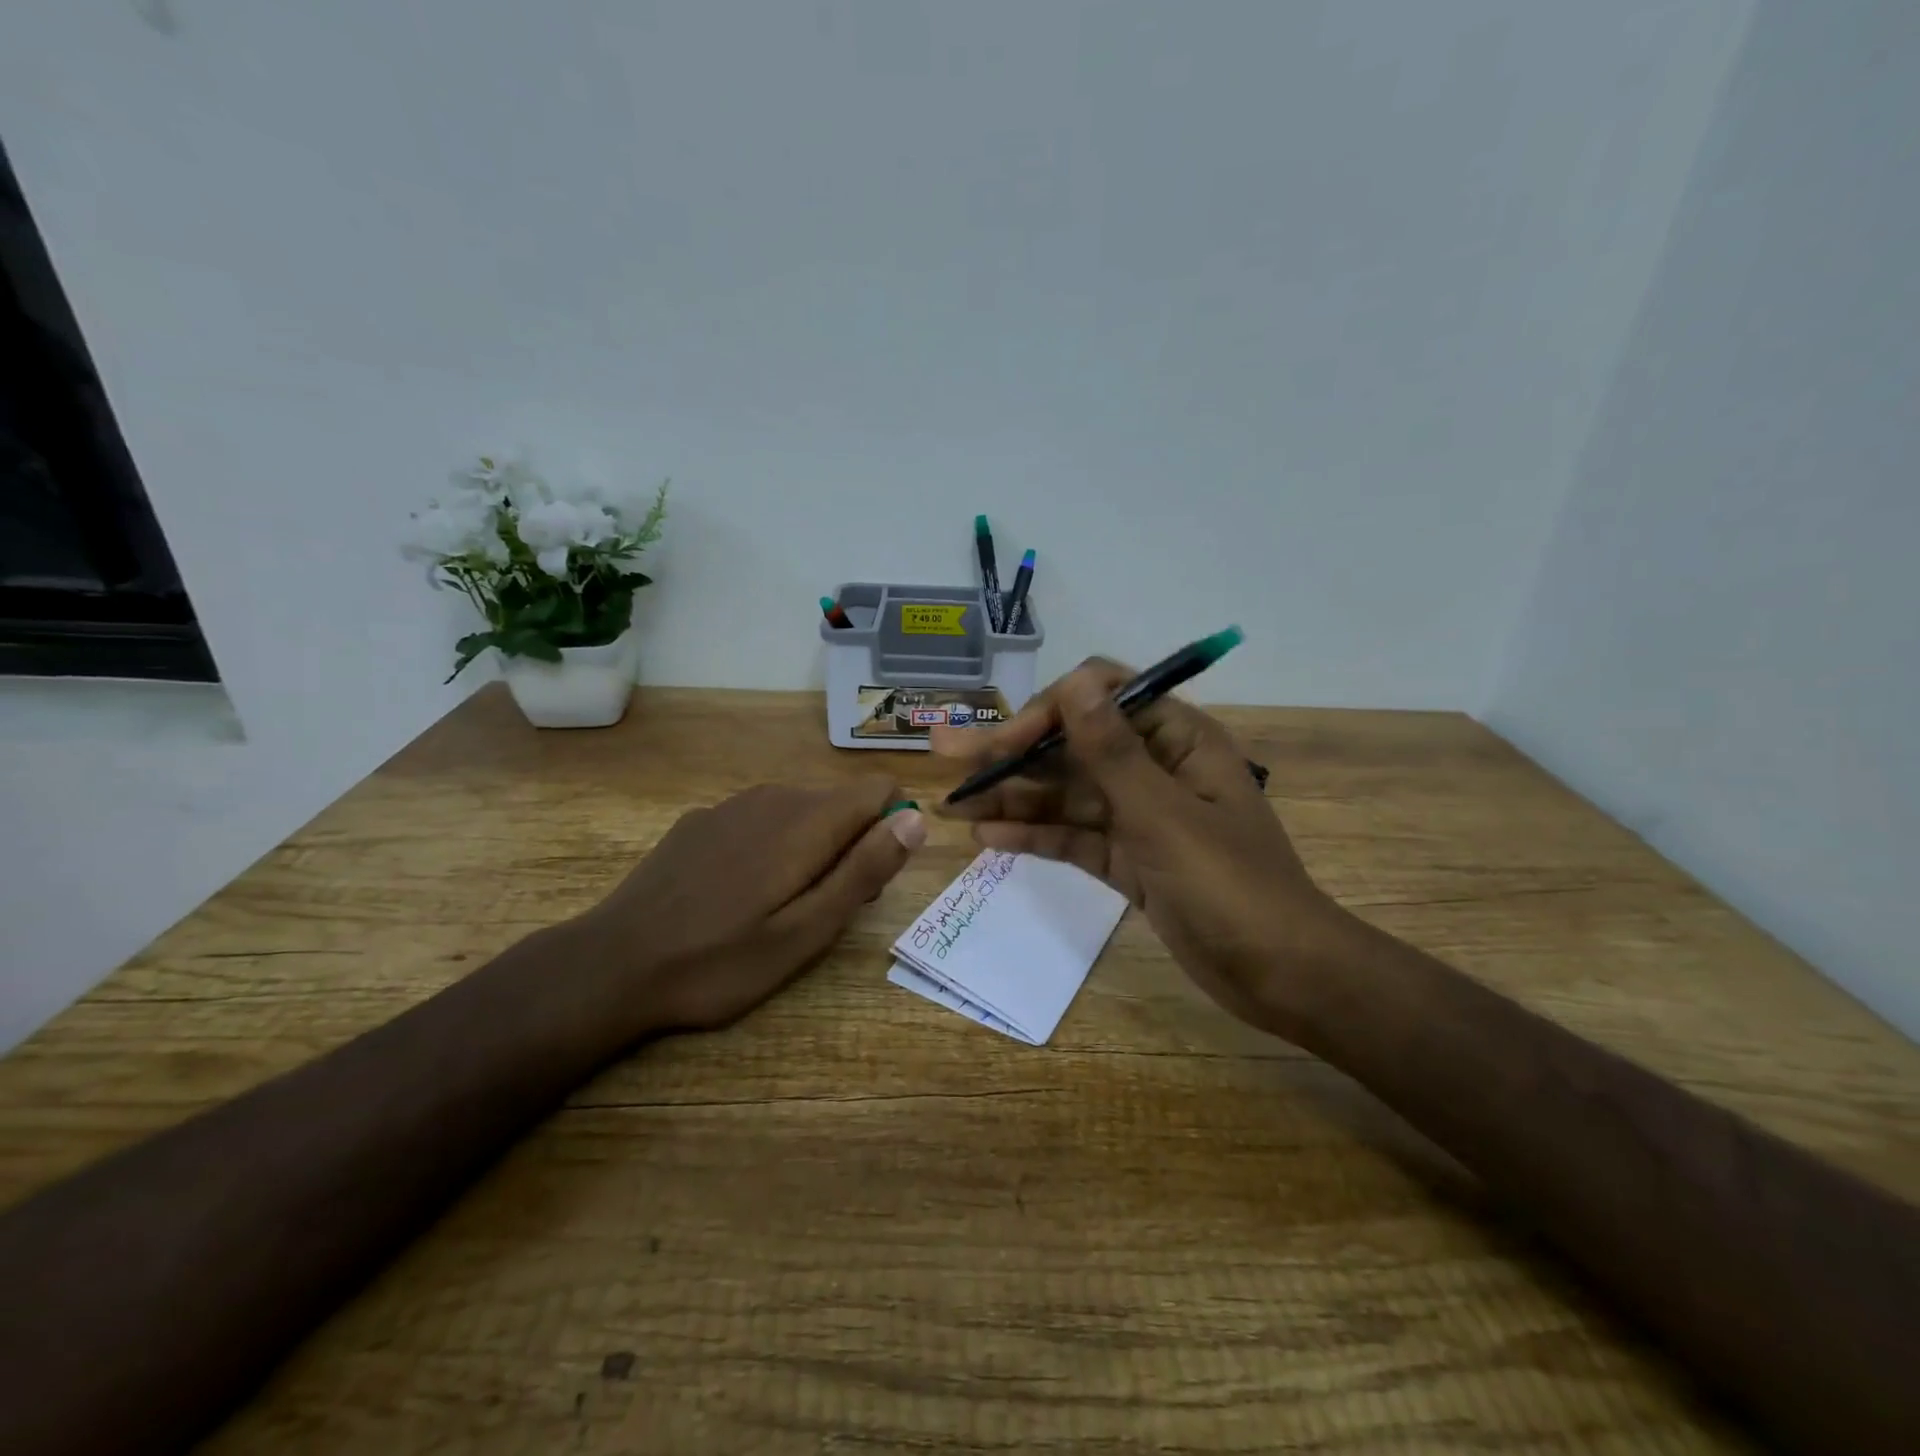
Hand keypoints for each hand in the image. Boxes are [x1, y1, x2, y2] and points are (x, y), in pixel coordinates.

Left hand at [577, 777, 926, 1032]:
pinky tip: (733, 895)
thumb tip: (915, 820)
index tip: (866, 881)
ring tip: (777, 909)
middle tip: (819, 912)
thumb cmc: (721, 960)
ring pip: (801, 812)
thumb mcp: (807, 931)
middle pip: (842, 804)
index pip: (879, 789)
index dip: (889, 830)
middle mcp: (774, 796)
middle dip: (850, 847)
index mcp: (808, 820)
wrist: (613, 965)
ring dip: (810, 849)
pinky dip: (769, 847)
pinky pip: (760, 820)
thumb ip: (865, 870)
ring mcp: (732, 805)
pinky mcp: (701, 820)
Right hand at [932, 661, 1352, 1037]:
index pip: (1101, 700)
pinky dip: (1036, 836)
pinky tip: (989, 838)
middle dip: (1013, 754)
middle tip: (947, 756)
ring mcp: (1140, 816)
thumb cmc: (1232, 887)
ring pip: (1068, 795)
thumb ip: (1113, 752)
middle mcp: (1155, 768)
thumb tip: (1074, 683)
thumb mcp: (1164, 817)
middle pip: (1074, 748)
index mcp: (1177, 740)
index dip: (1048, 714)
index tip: (1005, 745)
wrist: (1281, 976)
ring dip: (1015, 797)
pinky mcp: (1129, 859)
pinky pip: (1075, 837)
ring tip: (954, 804)